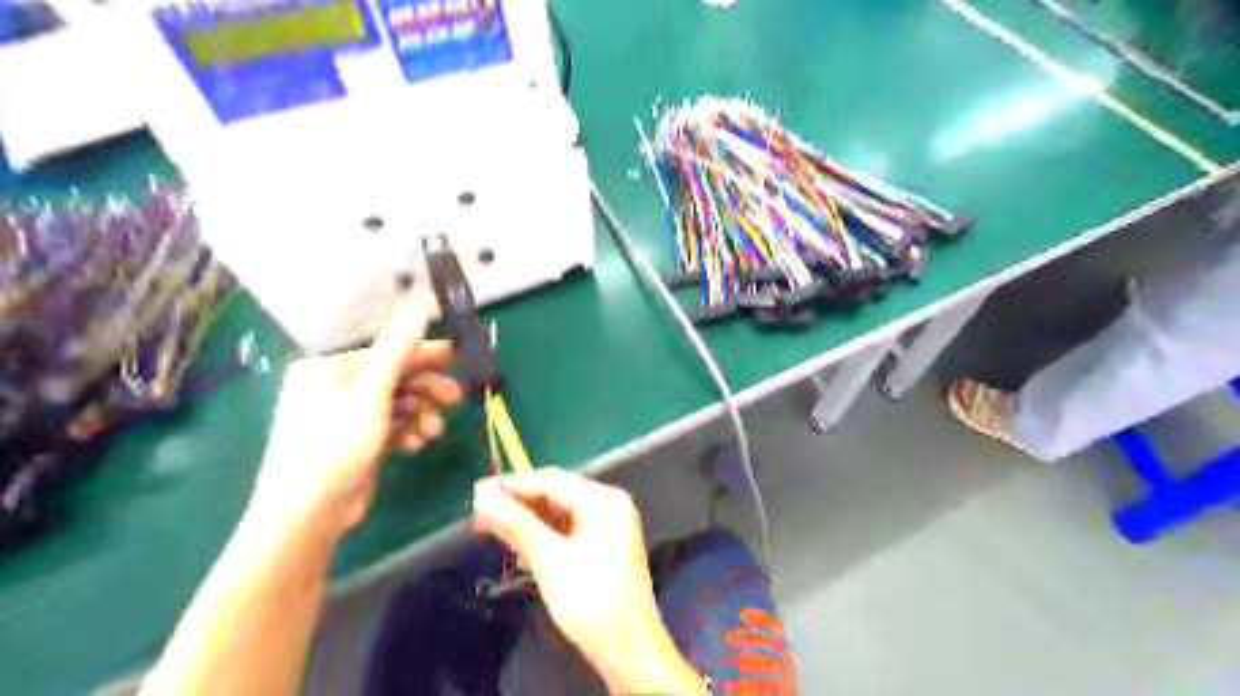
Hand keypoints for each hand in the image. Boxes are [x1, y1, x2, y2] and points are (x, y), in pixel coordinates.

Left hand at [254, 295, 463, 533]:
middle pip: (397, 379)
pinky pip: (394, 426)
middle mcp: (336, 388)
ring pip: (399, 404)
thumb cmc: (333, 448)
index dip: (427, 354)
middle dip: (427, 391)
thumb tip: (420, 303)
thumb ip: (397, 349)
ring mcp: (347, 417)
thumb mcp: (370, 394)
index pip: (389, 353)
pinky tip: (415, 445)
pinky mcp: (359, 442)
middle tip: (457, 399)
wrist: (308, 518)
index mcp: (328, 370)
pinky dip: (408, 432)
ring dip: (421, 415)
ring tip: (432, 432)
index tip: (463, 357)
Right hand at [477, 470, 705, 693]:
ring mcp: (608, 526)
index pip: (551, 481)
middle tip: (481, 514)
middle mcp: (608, 506)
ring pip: (559, 515)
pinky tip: (523, 553)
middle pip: (556, 496)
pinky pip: (567, 531)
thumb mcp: (549, 559)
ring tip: (496, 534)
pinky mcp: (602, 546)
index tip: (477, 492)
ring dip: (529, 524)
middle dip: (520, 506)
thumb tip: (482, 496)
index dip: (513, 485)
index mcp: (603, 501)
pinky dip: (545, 539)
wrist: (627, 649)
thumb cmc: (591, 599)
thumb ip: (516, 524)